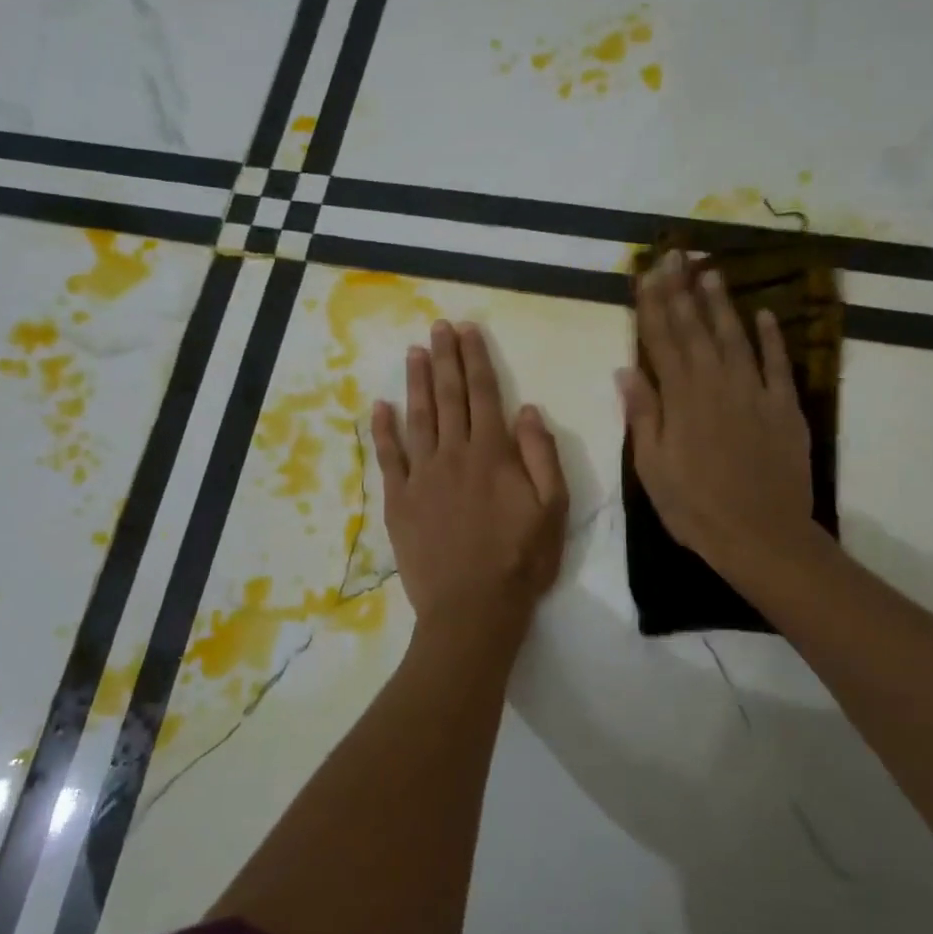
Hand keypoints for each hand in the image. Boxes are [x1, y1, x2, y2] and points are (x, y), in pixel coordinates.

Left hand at [373, 321, 568, 632]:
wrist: (473, 607)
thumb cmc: (521, 560)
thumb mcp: (553, 508)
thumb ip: (542, 455)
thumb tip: (527, 409)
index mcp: (493, 454)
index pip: (484, 394)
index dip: (475, 359)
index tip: (467, 330)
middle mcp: (454, 454)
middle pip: (449, 397)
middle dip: (445, 358)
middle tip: (438, 327)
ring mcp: (422, 476)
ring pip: (418, 418)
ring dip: (416, 382)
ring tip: (414, 352)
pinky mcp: (399, 500)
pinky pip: (388, 458)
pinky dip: (382, 430)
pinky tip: (379, 406)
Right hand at [617, 251, 815, 577]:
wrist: (762, 536)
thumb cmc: (696, 508)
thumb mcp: (653, 468)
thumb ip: (643, 415)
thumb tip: (626, 370)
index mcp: (681, 399)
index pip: (662, 341)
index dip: (653, 305)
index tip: (646, 274)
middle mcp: (716, 384)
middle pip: (695, 328)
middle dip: (682, 289)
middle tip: (674, 254)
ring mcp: (754, 392)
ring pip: (734, 336)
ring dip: (720, 302)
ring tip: (709, 270)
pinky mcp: (784, 407)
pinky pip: (777, 363)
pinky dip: (770, 336)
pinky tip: (762, 313)